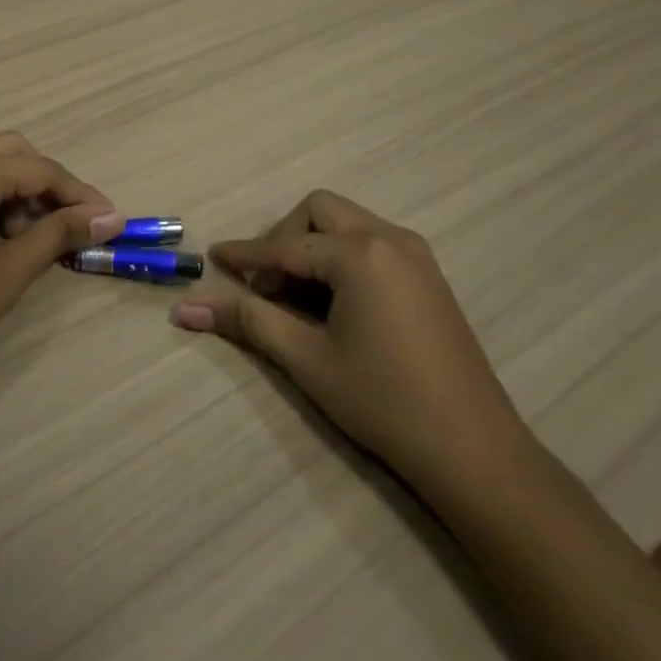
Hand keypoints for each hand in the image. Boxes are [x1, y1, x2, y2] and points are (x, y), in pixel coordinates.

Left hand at [0, 132, 120, 378]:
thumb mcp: (12, 269)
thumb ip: (61, 233)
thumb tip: (110, 217)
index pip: (41, 170)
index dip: (79, 194)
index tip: (108, 219)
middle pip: (12, 153)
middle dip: (46, 185)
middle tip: (67, 224)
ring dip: (14, 191)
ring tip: (25, 240)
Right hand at [171, 190, 527, 493]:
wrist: (474, 448)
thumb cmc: (383, 401)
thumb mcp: (307, 360)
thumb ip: (248, 322)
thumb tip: (186, 309)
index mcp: (360, 254)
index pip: (286, 245)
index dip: (246, 254)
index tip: (213, 259)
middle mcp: (390, 238)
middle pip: (319, 212)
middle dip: (284, 239)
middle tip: (265, 286)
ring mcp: (416, 254)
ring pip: (347, 224)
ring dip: (312, 247)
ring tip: (295, 297)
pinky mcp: (428, 275)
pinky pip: (371, 244)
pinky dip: (341, 258)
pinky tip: (333, 302)